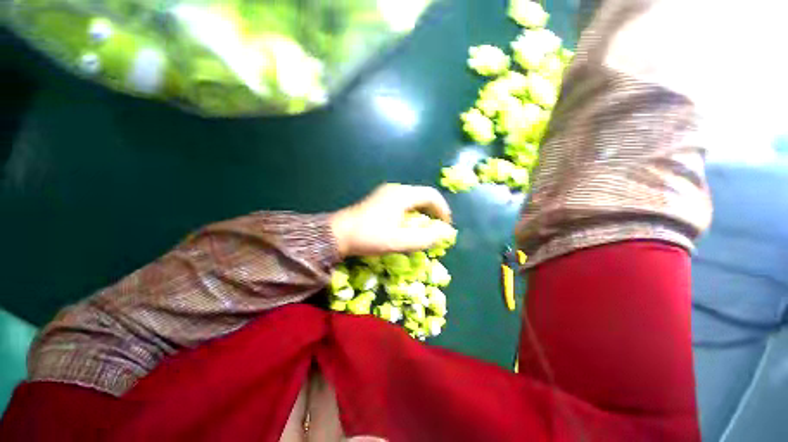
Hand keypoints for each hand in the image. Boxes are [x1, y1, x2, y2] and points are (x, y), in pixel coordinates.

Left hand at [330, 184, 453, 257]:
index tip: (446, 225)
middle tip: (437, 228)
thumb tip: (445, 233)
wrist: (338, 234)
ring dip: (422, 212)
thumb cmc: (369, 237)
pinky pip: (403, 201)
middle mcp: (395, 189)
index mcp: (401, 195)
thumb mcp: (399, 242)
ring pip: (413, 198)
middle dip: (433, 211)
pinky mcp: (380, 199)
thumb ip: (425, 238)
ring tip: (425, 227)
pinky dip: (412, 211)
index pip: (431, 195)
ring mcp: (386, 193)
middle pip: (422, 195)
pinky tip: (409, 224)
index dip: (442, 209)